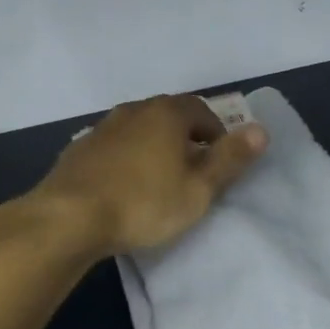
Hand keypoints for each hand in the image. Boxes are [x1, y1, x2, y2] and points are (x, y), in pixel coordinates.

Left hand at [31, 94, 267, 255]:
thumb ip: (230, 159)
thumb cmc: (144, 203)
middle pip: (169, 116)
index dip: (217, 134)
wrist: (68, 217)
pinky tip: (124, 186)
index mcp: (167, 114)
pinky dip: (127, 159)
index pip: (202, 111)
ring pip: (139, 130)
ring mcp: (102, 128)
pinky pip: (115, 147)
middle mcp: (134, 110)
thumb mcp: (198, 189)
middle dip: (186, 137)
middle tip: (194, 170)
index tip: (220, 161)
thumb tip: (261, 130)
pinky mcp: (79, 149)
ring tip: (159, 179)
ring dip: (154, 147)